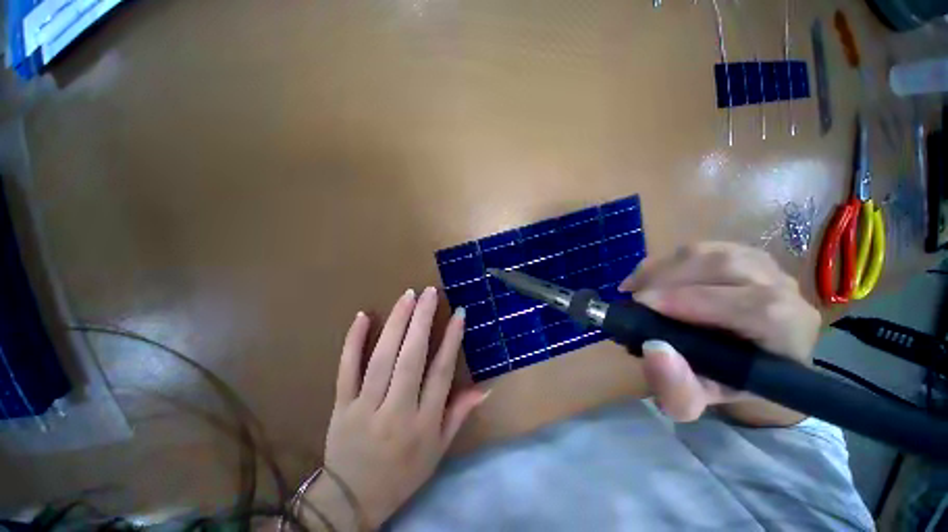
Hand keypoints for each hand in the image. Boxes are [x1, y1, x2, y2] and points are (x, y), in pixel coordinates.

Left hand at [302, 287, 488, 529]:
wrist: (355, 493)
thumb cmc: (402, 475)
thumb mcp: (436, 453)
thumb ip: (456, 417)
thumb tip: (483, 388)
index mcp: (424, 425)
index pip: (441, 375)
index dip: (450, 342)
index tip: (458, 315)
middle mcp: (396, 412)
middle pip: (410, 359)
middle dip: (422, 322)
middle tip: (430, 292)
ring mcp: (365, 406)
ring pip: (381, 359)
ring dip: (395, 325)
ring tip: (407, 297)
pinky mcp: (341, 405)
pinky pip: (346, 369)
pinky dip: (354, 342)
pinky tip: (363, 317)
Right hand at [620, 242, 820, 425]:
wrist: (776, 359)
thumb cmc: (744, 382)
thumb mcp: (712, 401)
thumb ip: (682, 391)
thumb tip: (653, 351)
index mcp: (782, 326)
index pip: (745, 305)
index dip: (693, 302)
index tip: (642, 308)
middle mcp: (781, 285)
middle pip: (726, 266)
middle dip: (672, 276)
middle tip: (630, 295)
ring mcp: (768, 264)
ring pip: (717, 252)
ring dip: (671, 264)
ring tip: (638, 283)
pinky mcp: (752, 252)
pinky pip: (713, 247)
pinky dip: (680, 258)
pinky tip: (659, 273)